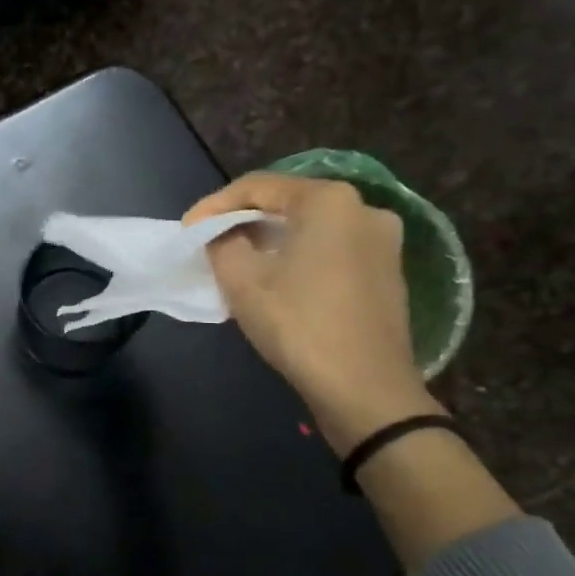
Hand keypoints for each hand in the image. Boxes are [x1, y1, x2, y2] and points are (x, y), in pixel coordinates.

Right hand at [186, 172, 439, 455]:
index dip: (214, 205)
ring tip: (238, 261)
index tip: (186, 229)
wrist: (365, 389)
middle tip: (209, 242)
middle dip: (244, 220)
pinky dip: (298, 256)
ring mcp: (383, 241)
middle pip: (288, 203)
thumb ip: (222, 243)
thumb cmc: (298, 326)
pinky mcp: (388, 272)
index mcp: (329, 201)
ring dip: (271, 239)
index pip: (258, 186)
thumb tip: (225, 234)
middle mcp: (363, 209)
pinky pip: (332, 250)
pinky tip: (276, 280)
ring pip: (311, 228)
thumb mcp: (242, 281)